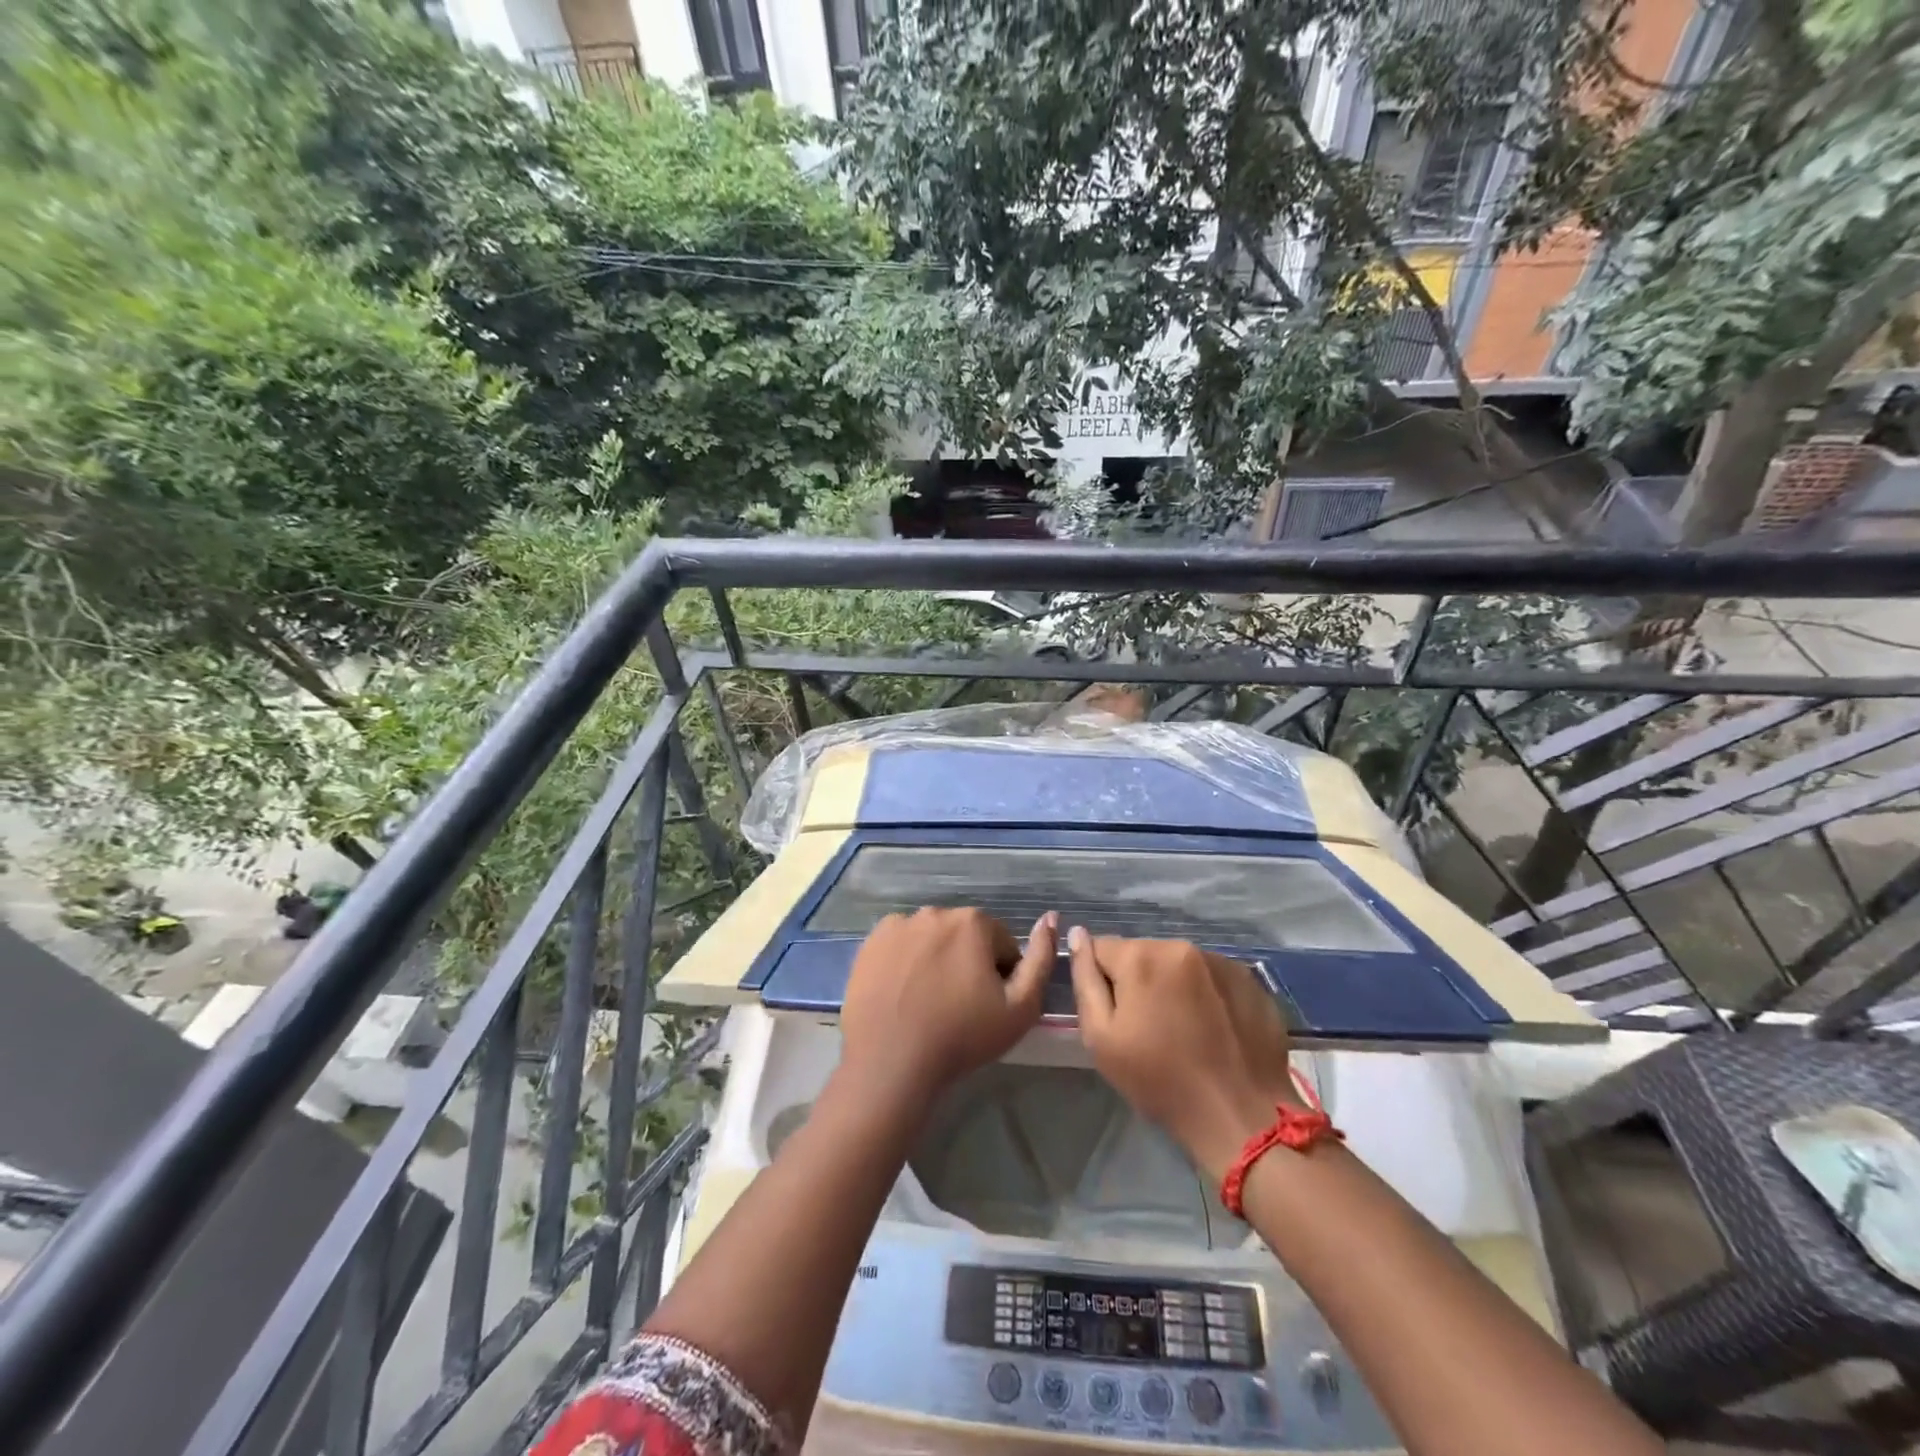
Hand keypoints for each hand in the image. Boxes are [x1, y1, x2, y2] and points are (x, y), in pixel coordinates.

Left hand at [841, 907, 1057, 1100]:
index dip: (1002, 976)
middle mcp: (935, 912)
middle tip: (960, 1006)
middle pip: (965, 936)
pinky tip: (903, 993)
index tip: (989, 1006)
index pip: (1001, 944)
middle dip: (968, 962)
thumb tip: (1051, 919)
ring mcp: (899, 924)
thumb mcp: (1021, 1008)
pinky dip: (906, 961)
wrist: (891, 1062)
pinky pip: (901, 945)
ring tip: (929, 1002)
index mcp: (973, 922)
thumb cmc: (962, 1036)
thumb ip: (1042, 959)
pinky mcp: (871, 942)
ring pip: (932, 939)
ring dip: (937, 959)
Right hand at [1069, 931, 1297, 1180]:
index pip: (1102, 948)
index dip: (1102, 982)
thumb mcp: (1102, 1038)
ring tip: (1185, 1030)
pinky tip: (1213, 1029)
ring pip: (1178, 965)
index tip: (1117, 1017)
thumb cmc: (1161, 1082)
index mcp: (1141, 956)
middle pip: (1142, 954)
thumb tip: (1077, 934)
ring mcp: (1220, 960)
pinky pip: (1211, 977)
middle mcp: (1180, 946)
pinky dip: (1206, 995)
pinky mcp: (1250, 980)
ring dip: (1173, 986)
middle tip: (1150, 1028)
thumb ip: (1084, 979)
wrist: (1241, 1117)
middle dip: (1139, 981)